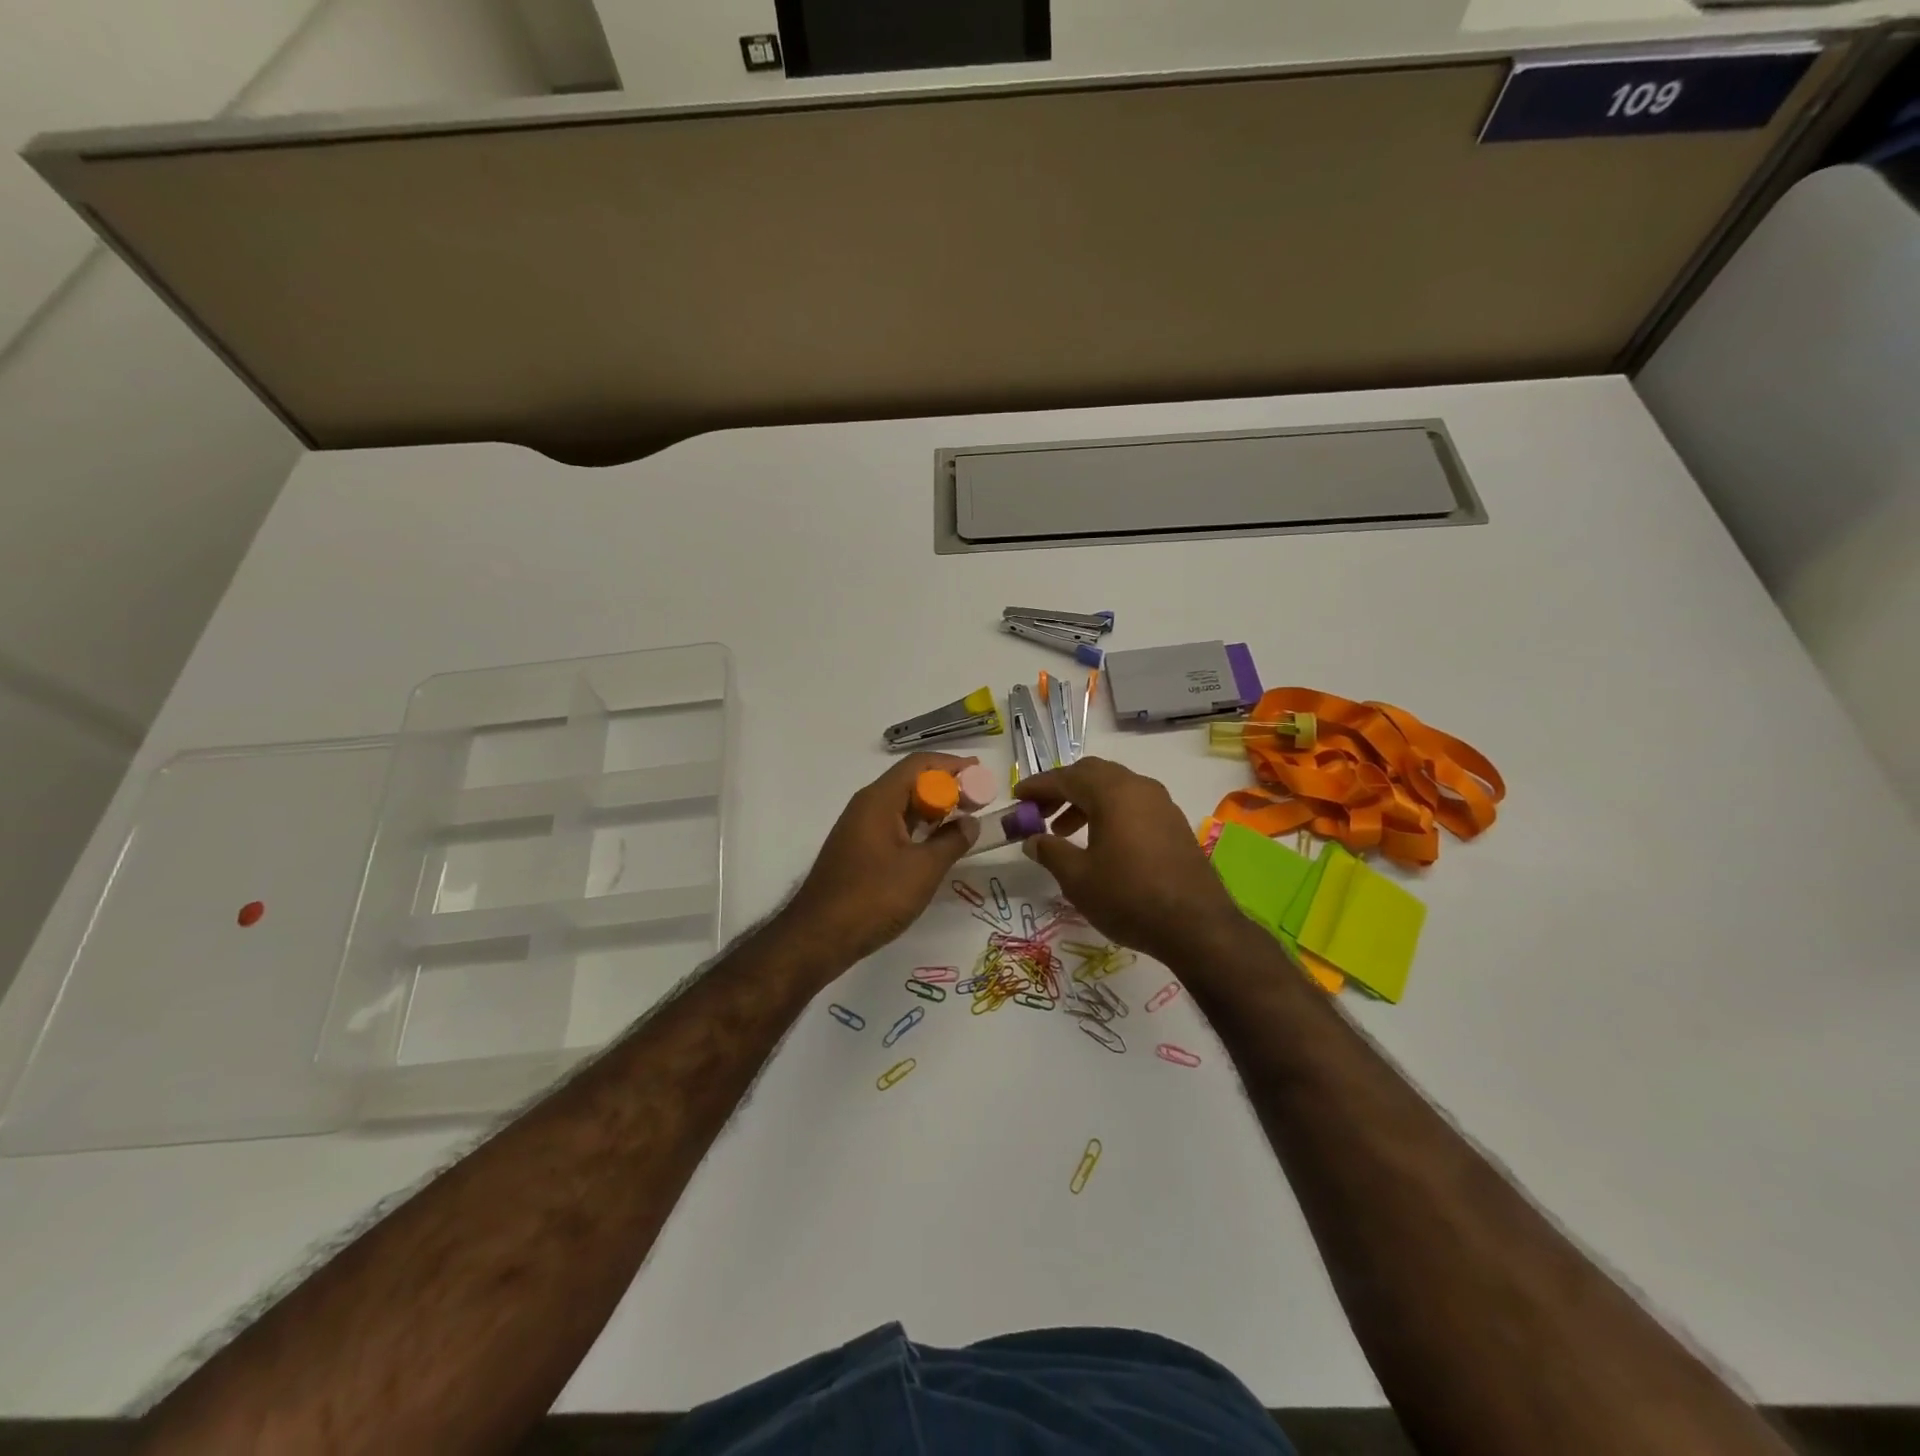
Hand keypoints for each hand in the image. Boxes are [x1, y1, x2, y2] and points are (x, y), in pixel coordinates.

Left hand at [784, 753, 981, 965]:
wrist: (819, 936)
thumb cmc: (874, 897)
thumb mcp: (923, 870)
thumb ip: (952, 841)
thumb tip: (970, 823)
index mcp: (879, 800)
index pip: (920, 764)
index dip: (952, 765)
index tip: (981, 774)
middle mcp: (867, 806)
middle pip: (911, 781)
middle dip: (947, 787)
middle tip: (978, 801)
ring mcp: (860, 828)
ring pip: (902, 805)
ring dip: (934, 808)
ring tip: (965, 820)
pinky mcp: (858, 850)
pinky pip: (894, 825)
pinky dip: (919, 827)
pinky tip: (936, 844)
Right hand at [1015, 758, 1242, 964]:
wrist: (1197, 926)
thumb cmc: (1129, 897)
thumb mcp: (1078, 878)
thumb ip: (1050, 851)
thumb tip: (1032, 839)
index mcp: (1112, 792)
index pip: (1066, 777)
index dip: (1037, 786)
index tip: (1016, 797)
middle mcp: (1139, 787)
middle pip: (1092, 774)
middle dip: (1061, 789)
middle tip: (1038, 812)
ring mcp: (1161, 803)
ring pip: (1114, 788)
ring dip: (1084, 802)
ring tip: (1063, 831)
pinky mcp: (1174, 823)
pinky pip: (1133, 804)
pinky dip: (1109, 812)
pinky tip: (1099, 843)